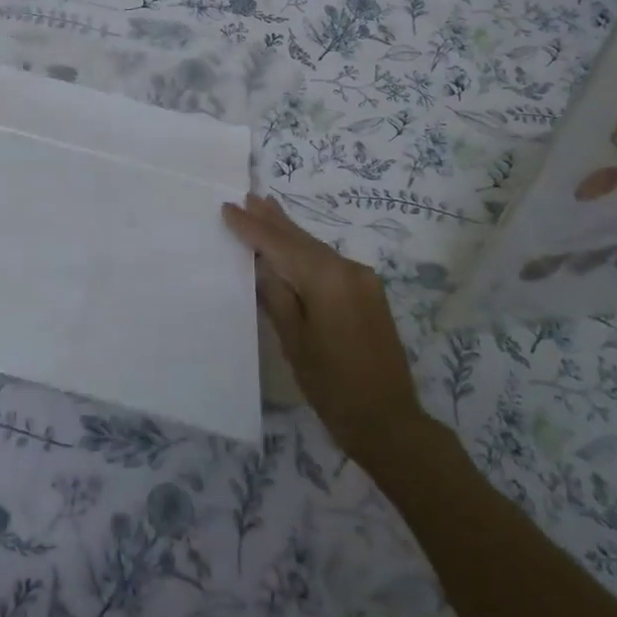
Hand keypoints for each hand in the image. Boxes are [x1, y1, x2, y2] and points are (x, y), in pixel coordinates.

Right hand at [221, 193, 433, 464]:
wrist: (389, 420)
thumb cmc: (332, 385)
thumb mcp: (294, 341)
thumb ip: (277, 296)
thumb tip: (263, 264)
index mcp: (327, 279)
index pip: (280, 245)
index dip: (252, 227)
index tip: (228, 208)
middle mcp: (348, 269)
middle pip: (302, 239)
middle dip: (273, 219)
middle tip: (249, 196)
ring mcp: (363, 280)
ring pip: (316, 248)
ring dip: (289, 232)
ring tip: (266, 208)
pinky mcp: (368, 292)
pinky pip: (330, 263)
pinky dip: (307, 251)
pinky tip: (293, 246)